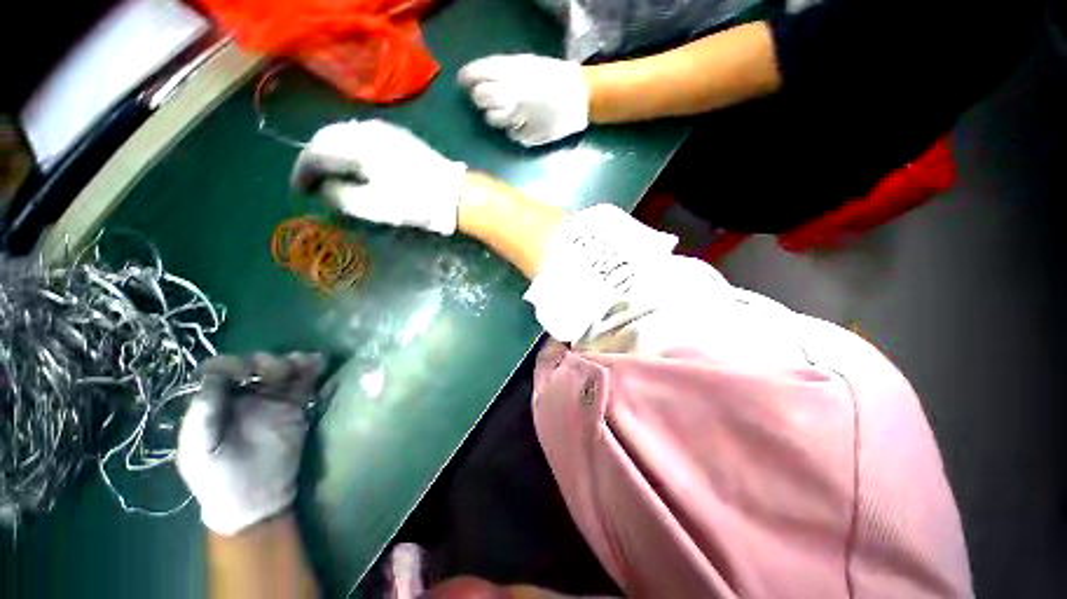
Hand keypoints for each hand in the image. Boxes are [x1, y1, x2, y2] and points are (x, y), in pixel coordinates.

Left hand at [177, 353, 323, 535]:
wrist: (256, 501)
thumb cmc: (219, 479)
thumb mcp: (200, 450)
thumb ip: (203, 415)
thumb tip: (213, 376)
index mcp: (215, 404)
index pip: (220, 371)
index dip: (231, 364)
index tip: (244, 370)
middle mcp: (243, 397)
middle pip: (254, 367)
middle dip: (266, 362)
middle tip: (277, 370)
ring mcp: (271, 401)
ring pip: (282, 372)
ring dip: (291, 362)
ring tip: (302, 362)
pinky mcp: (295, 407)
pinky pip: (304, 384)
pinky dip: (311, 370)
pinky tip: (317, 362)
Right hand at [291, 120, 466, 234]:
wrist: (454, 193)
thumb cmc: (412, 201)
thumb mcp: (369, 205)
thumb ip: (338, 194)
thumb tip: (324, 186)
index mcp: (354, 144)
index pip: (314, 153)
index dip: (302, 173)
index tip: (300, 190)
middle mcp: (365, 128)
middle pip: (326, 138)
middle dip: (315, 159)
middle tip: (313, 181)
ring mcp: (385, 129)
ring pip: (345, 134)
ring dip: (333, 152)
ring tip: (332, 173)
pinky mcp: (400, 136)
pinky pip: (364, 136)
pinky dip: (352, 149)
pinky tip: (357, 163)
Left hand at [458, 54, 588, 146]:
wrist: (583, 97)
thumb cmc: (555, 78)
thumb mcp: (528, 65)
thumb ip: (503, 72)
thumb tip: (477, 80)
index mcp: (514, 70)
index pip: (477, 74)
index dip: (468, 78)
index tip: (465, 82)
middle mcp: (513, 93)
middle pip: (482, 98)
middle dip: (480, 98)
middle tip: (486, 100)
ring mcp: (521, 117)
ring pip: (494, 120)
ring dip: (497, 116)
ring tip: (511, 112)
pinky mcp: (529, 137)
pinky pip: (513, 135)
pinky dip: (515, 130)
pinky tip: (526, 124)